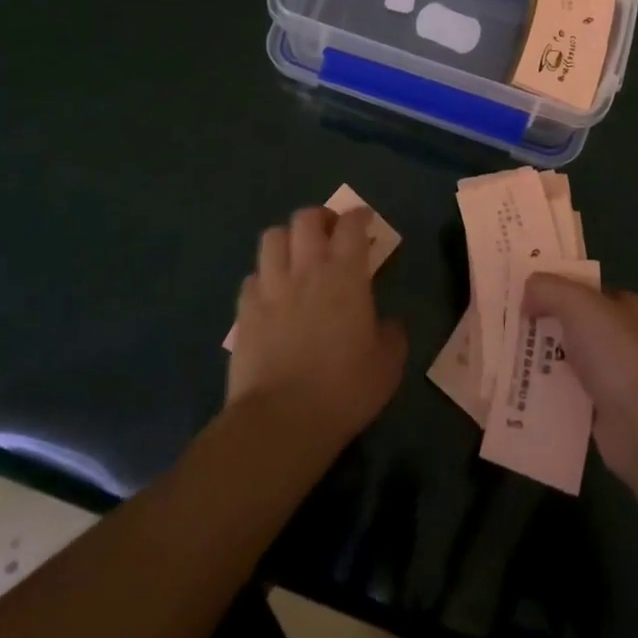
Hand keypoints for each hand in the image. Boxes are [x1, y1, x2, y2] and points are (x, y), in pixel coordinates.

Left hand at [227, 206, 406, 456]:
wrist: (282, 420)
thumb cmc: (344, 390)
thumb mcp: (388, 365)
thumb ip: (392, 334)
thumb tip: (387, 323)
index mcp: (345, 274)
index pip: (350, 225)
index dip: (359, 217)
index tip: (365, 222)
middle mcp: (306, 269)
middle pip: (306, 218)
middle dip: (320, 218)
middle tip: (330, 234)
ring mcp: (271, 287)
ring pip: (273, 237)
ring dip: (288, 239)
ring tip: (297, 256)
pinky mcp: (245, 311)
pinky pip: (252, 276)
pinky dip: (264, 277)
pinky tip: (272, 294)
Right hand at [521, 275, 637, 484]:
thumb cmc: (618, 354)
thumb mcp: (580, 305)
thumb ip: (550, 289)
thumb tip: (527, 290)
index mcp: (626, 308)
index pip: (585, 290)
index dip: (554, 286)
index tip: (520, 290)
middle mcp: (622, 339)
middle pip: (573, 324)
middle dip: (541, 323)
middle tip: (504, 322)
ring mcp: (613, 377)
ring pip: (566, 360)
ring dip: (539, 359)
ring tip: (502, 354)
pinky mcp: (601, 412)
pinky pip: (566, 394)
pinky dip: (545, 392)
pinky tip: (518, 389)